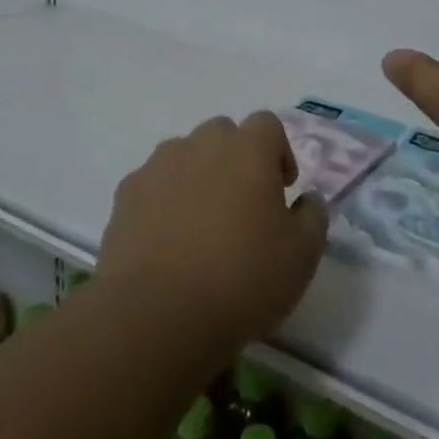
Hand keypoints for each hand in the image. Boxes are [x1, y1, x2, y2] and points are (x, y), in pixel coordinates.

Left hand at [97, 112, 327, 353]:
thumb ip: (313, 217)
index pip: (267, 124)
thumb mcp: (301, 256)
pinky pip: (153, 184)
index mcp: (248, 151)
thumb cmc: (240, 279)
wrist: (155, 314)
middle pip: (223, 133)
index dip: (278, 151)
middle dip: (236, 158)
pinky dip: (163, 200)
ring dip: (198, 175)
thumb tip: (307, 199)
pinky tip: (167, 241)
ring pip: (184, 155)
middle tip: (242, 204)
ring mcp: (159, 167)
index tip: (281, 189)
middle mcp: (202, 145)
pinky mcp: (126, 195)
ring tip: (201, 223)